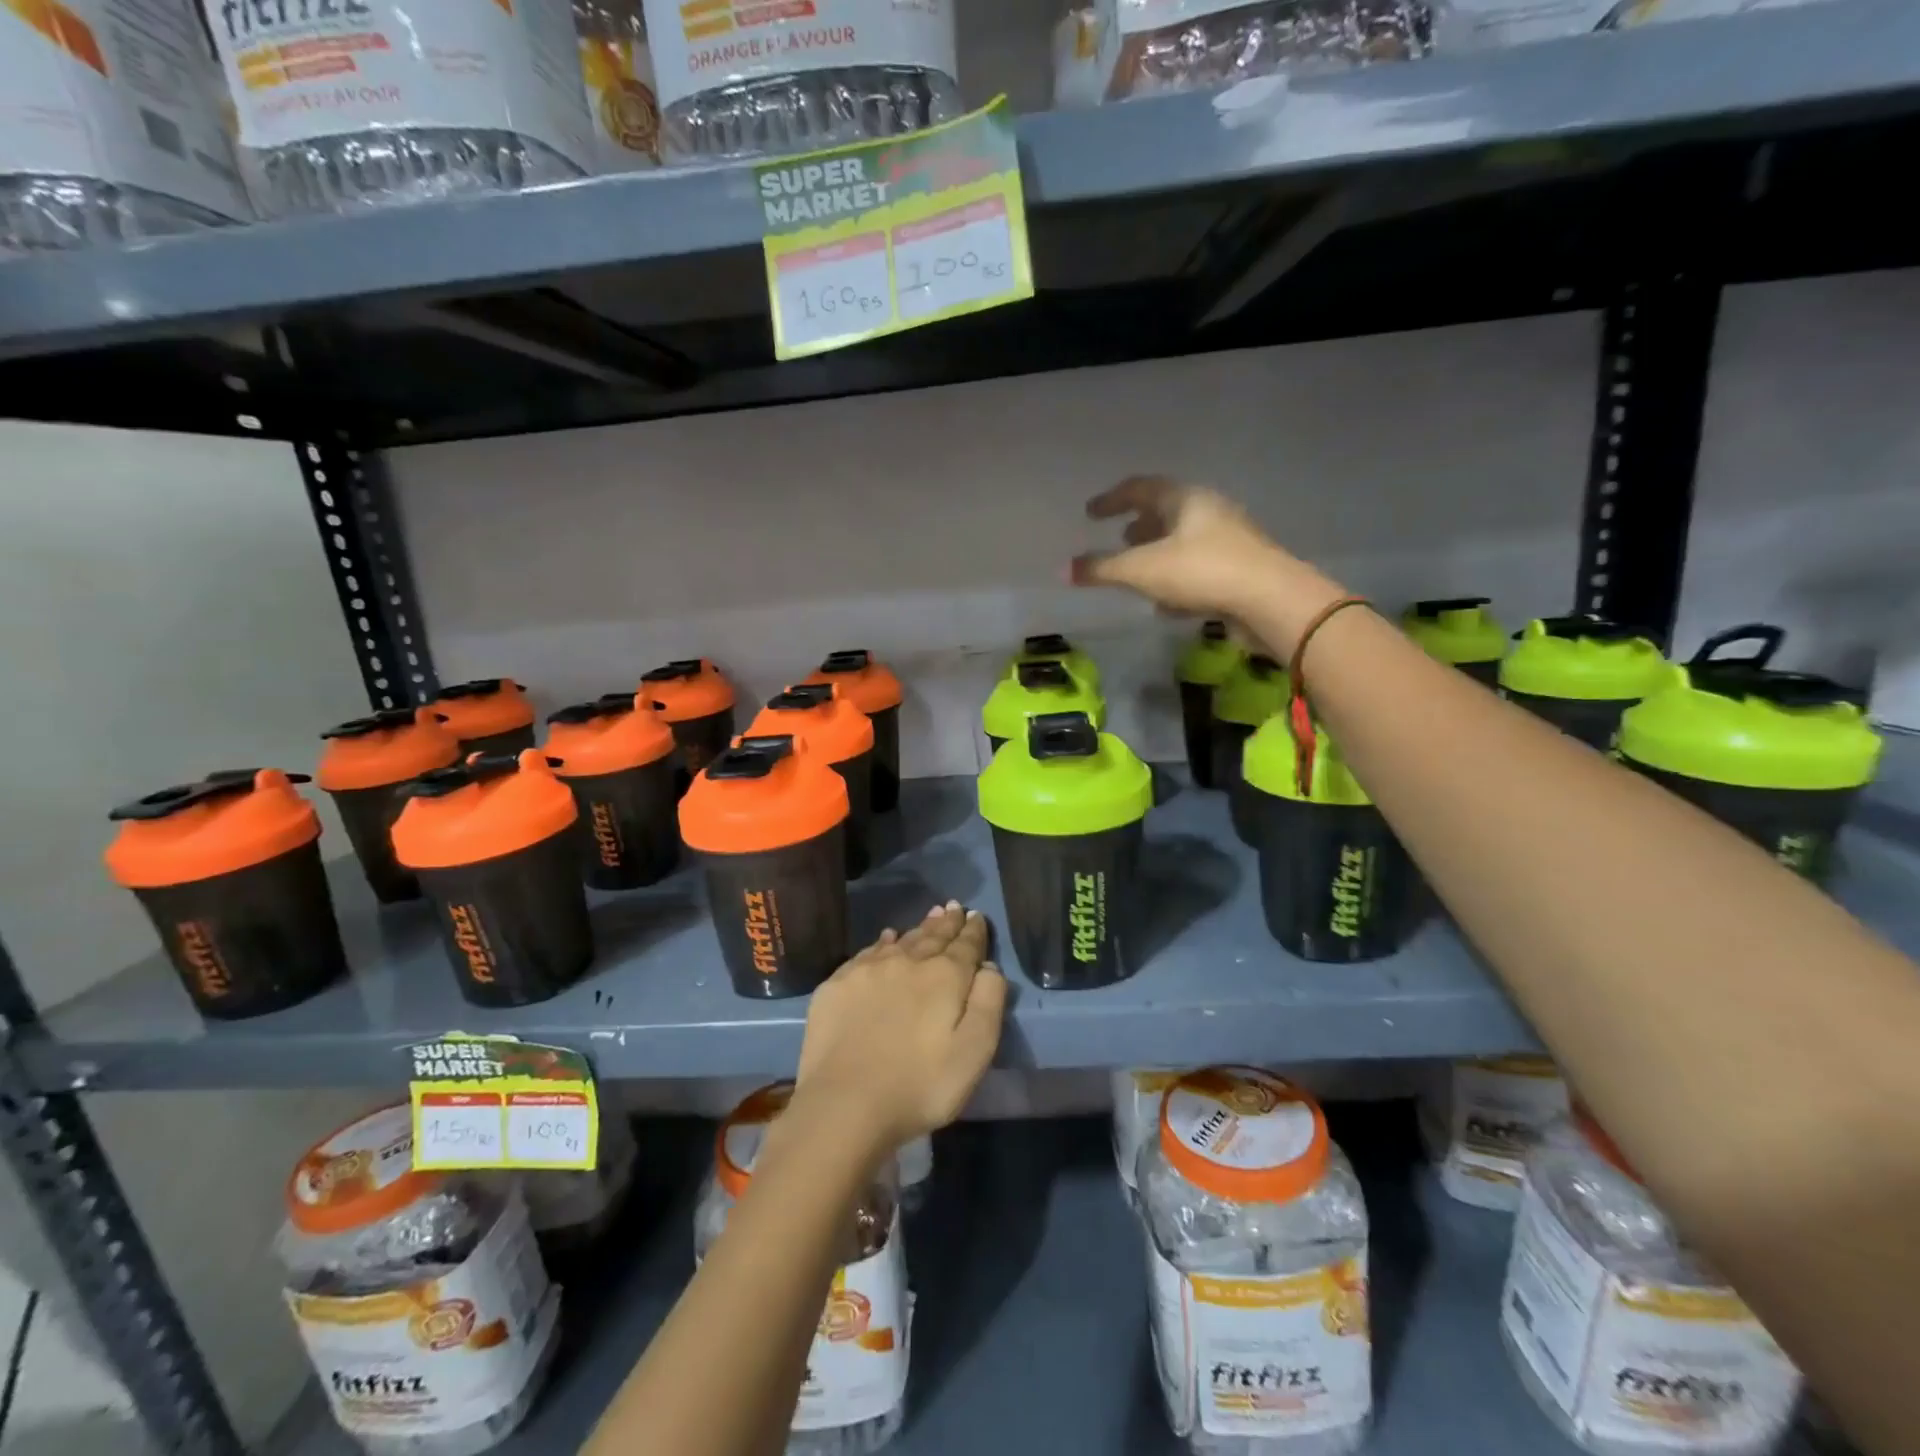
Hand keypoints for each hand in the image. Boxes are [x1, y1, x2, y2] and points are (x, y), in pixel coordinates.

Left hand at [790, 903, 1006, 1164]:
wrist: (844, 1103)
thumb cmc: (919, 1085)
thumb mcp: (974, 1052)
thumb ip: (988, 1003)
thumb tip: (988, 966)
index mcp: (945, 977)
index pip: (966, 945)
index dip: (974, 931)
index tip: (977, 916)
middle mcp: (908, 962)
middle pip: (934, 936)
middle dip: (948, 922)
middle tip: (955, 907)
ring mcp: (869, 970)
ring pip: (903, 940)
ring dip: (920, 928)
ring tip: (931, 916)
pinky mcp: (839, 984)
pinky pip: (869, 952)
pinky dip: (884, 943)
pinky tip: (888, 939)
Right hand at [1072, 475, 1332, 620]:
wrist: (1270, 600)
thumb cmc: (1201, 572)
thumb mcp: (1142, 570)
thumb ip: (1101, 569)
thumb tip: (1062, 569)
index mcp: (1186, 499)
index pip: (1141, 488)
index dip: (1113, 499)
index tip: (1091, 512)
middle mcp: (1210, 511)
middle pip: (1167, 512)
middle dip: (1139, 525)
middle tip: (1119, 537)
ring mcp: (1229, 540)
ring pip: (1184, 541)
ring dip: (1158, 552)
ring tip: (1138, 570)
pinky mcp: (1240, 570)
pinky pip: (1199, 567)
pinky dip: (1176, 577)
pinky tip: (1166, 603)